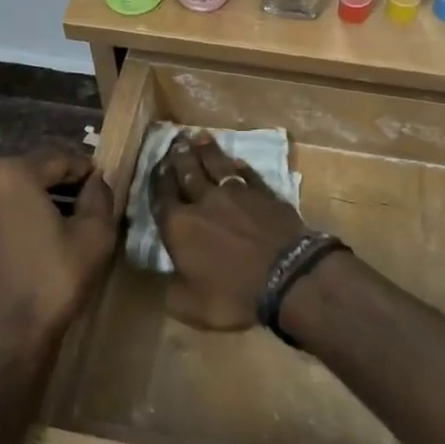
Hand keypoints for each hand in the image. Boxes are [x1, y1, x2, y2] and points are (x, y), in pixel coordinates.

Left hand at [0, 151, 117, 364]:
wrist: (6, 338)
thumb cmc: (54, 279)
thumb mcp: (95, 234)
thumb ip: (100, 196)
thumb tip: (99, 179)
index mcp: (11, 173)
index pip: (60, 159)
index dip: (87, 170)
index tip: (105, 184)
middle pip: (34, 173)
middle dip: (63, 185)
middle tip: (91, 204)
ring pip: (14, 195)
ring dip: (41, 202)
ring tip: (68, 225)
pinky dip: (20, 221)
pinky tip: (40, 244)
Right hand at [151, 133, 309, 330]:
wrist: (288, 275)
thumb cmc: (234, 294)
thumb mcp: (191, 306)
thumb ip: (172, 291)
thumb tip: (163, 281)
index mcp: (179, 226)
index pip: (162, 197)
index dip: (157, 180)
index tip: (156, 165)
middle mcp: (204, 202)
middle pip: (188, 173)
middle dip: (179, 156)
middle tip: (176, 140)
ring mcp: (236, 194)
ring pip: (217, 166)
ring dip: (207, 151)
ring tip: (200, 137)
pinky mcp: (264, 194)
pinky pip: (247, 175)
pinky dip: (239, 167)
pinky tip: (236, 161)